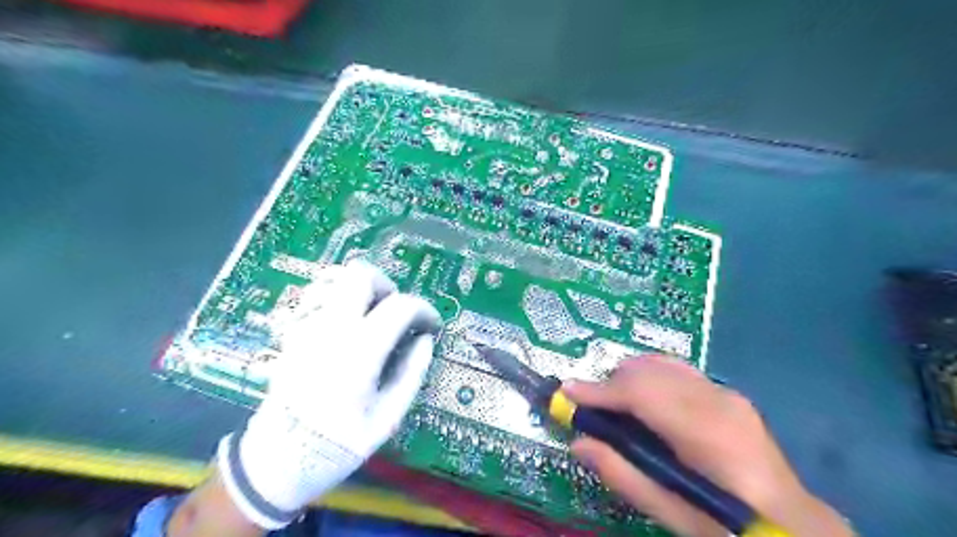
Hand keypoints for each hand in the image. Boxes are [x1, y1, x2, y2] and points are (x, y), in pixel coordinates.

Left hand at [215, 260, 439, 528]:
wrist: (276, 463)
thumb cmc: (337, 445)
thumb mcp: (387, 419)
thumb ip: (411, 374)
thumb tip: (425, 341)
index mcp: (360, 352)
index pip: (400, 306)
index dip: (424, 309)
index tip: (431, 325)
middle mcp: (331, 329)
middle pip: (361, 275)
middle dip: (388, 287)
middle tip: (396, 313)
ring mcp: (306, 327)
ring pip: (335, 279)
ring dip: (360, 290)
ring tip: (371, 315)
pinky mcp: (292, 333)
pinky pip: (316, 297)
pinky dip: (337, 299)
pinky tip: (345, 324)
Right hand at [562, 356, 846, 535]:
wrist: (795, 524)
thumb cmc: (729, 526)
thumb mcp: (672, 513)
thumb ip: (623, 474)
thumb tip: (578, 443)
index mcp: (706, 433)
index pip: (641, 393)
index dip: (599, 390)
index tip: (567, 392)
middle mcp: (716, 399)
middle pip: (647, 371)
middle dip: (610, 383)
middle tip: (589, 407)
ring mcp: (725, 391)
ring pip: (659, 363)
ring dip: (629, 378)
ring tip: (615, 405)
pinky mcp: (726, 391)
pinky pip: (675, 370)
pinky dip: (649, 377)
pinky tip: (644, 400)